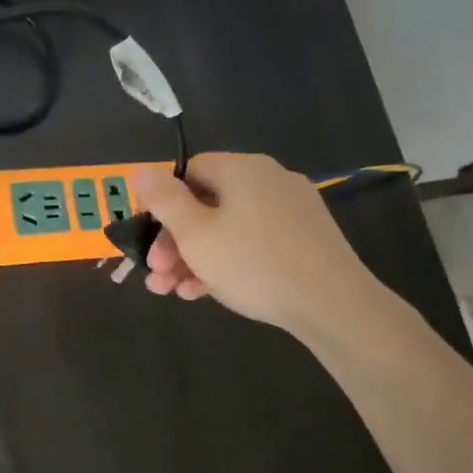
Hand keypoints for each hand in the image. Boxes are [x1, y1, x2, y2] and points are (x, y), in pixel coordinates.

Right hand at [135, 153, 394, 342]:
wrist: (331, 303)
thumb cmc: (252, 262)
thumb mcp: (195, 233)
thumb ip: (164, 200)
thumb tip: (141, 170)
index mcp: (242, 169)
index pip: (189, 171)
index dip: (162, 201)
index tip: (147, 235)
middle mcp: (268, 181)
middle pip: (206, 204)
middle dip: (173, 241)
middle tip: (155, 273)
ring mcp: (290, 211)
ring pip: (227, 229)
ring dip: (193, 258)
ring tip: (172, 291)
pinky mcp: (303, 240)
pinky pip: (252, 244)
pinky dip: (225, 263)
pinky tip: (204, 293)